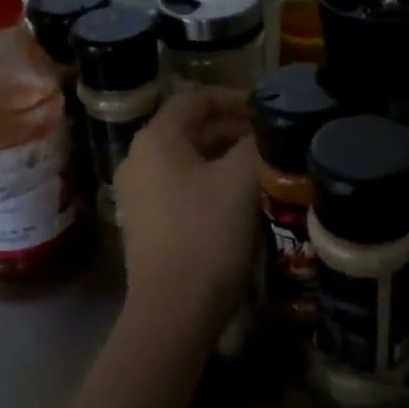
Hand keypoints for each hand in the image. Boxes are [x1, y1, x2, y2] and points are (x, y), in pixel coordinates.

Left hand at [114, 88, 259, 346]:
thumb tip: (266, 129)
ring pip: (187, 161)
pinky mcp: (146, 225)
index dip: (233, 97)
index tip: (266, 108)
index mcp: (155, 139)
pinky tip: (239, 200)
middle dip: (232, 129)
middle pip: (189, 129)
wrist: (174, 310)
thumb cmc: (207, 232)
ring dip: (224, 158)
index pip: (194, 98)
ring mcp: (137, 195)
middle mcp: (138, 160)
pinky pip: (180, 188)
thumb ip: (256, 142)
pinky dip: (209, 183)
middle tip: (270, 138)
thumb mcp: (242, 177)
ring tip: (262, 166)